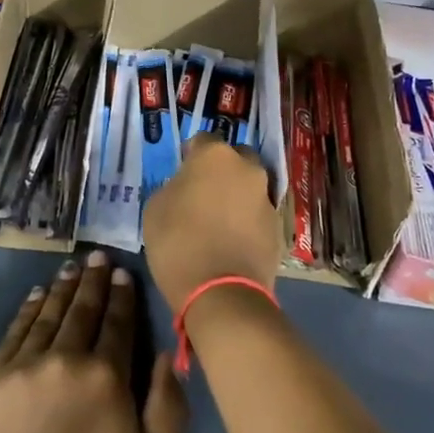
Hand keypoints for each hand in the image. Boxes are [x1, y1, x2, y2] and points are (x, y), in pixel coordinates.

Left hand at [0, 252, 187, 432]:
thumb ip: (169, 405)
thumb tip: (168, 354)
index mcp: (106, 376)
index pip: (118, 323)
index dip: (122, 295)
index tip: (123, 273)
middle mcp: (66, 357)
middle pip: (83, 309)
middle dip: (94, 280)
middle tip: (98, 256)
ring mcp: (25, 364)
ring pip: (49, 313)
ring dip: (63, 287)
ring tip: (72, 268)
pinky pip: (16, 331)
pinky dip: (29, 308)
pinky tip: (36, 295)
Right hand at [142, 136, 278, 313]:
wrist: (222, 292)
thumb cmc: (178, 243)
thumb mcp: (155, 209)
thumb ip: (173, 187)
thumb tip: (185, 188)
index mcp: (214, 156)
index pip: (203, 140)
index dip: (190, 155)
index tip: (181, 172)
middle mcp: (247, 169)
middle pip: (235, 158)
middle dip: (222, 170)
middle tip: (204, 192)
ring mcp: (266, 198)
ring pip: (250, 187)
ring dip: (237, 196)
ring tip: (220, 220)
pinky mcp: (278, 228)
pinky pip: (258, 215)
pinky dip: (247, 221)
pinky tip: (233, 240)